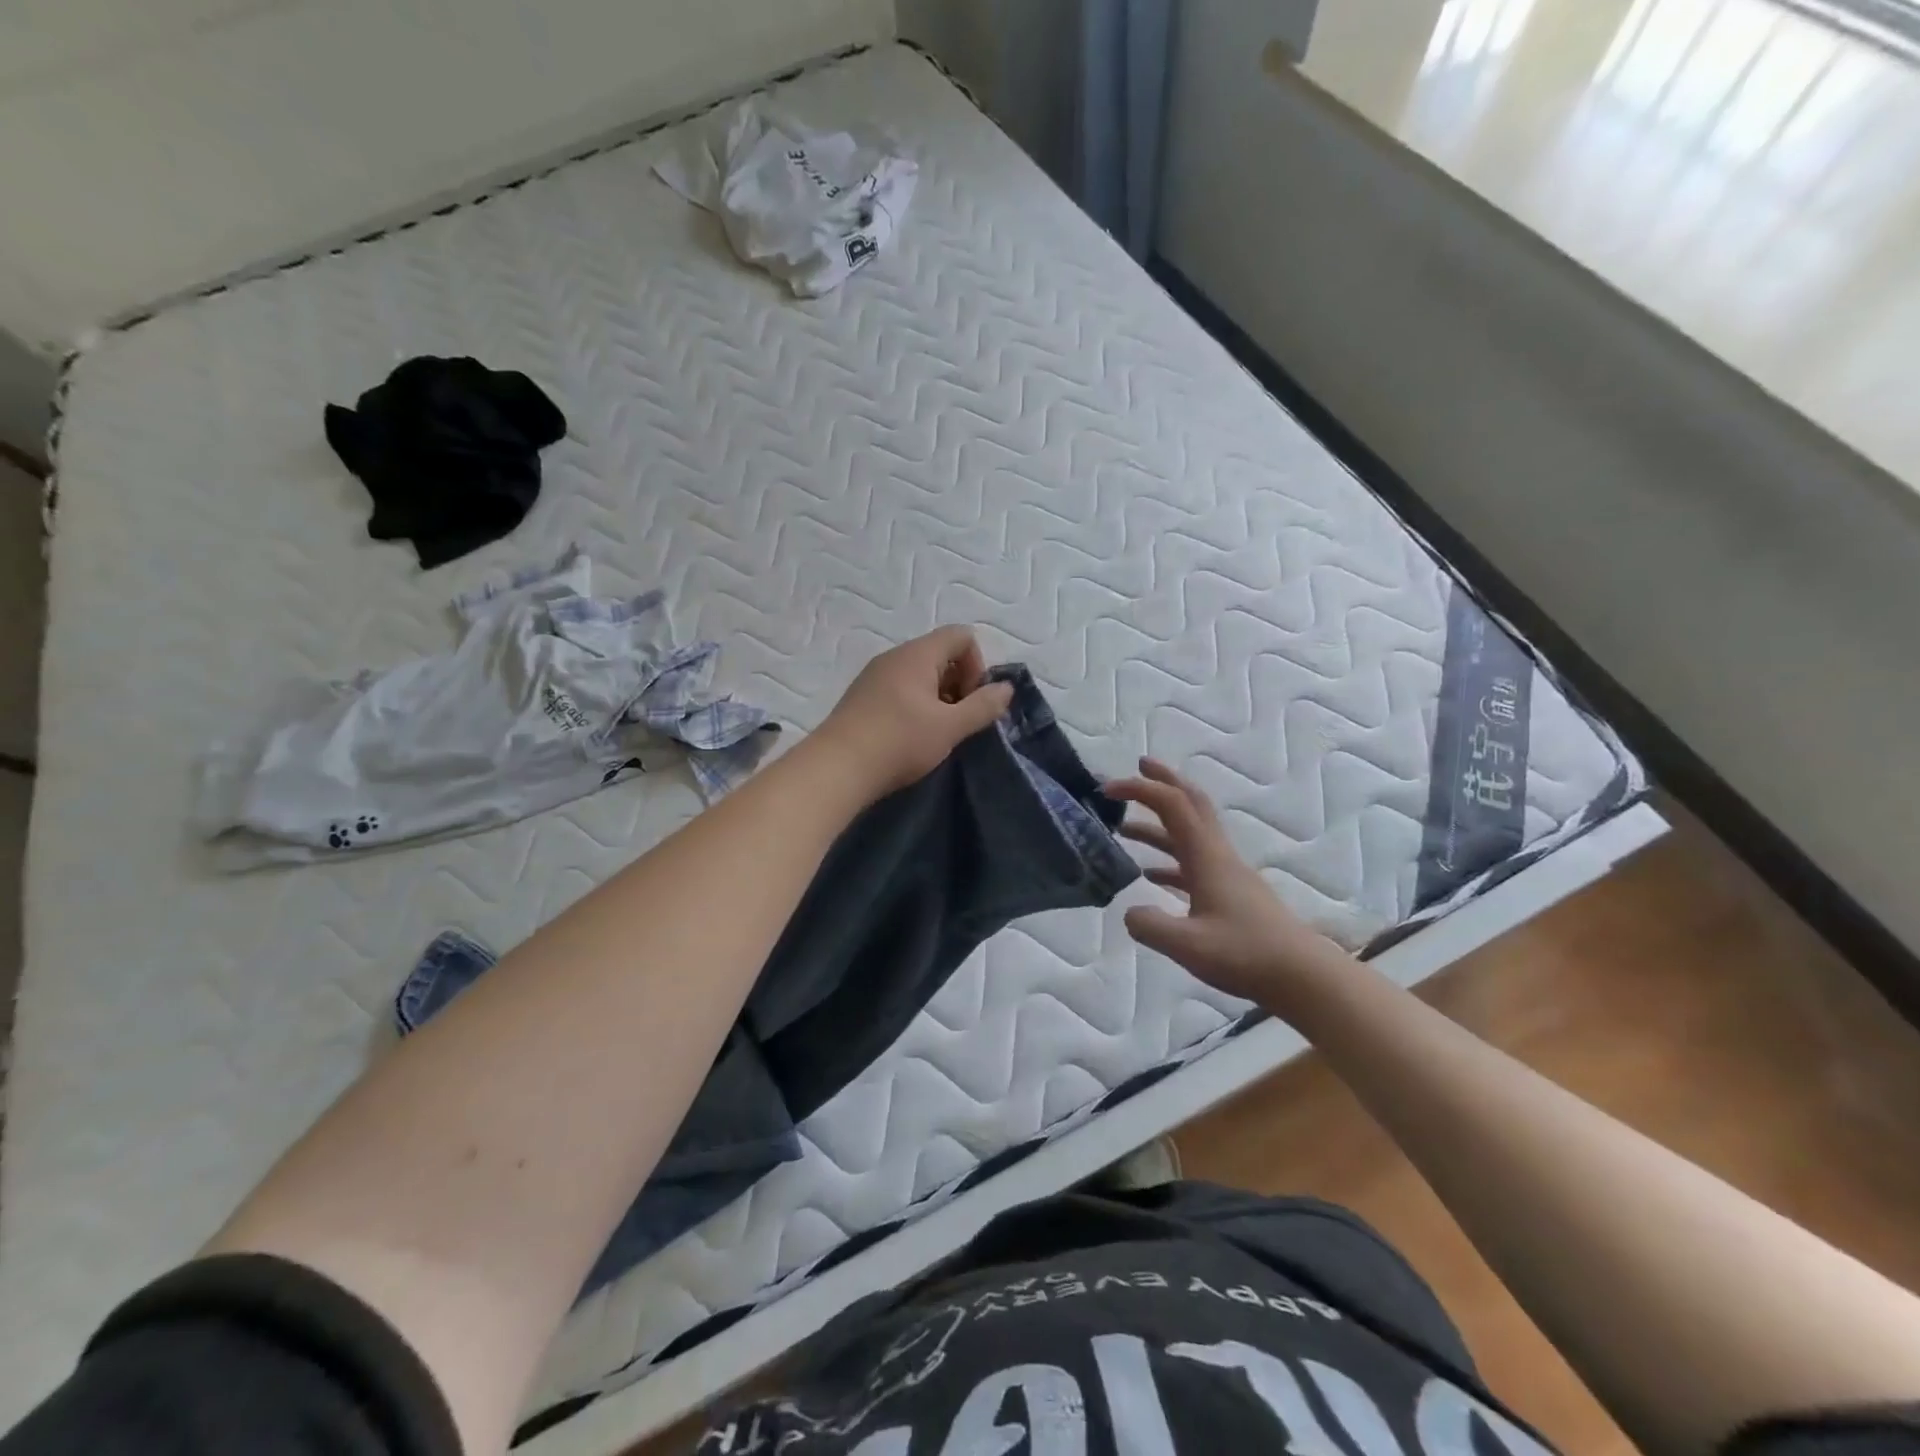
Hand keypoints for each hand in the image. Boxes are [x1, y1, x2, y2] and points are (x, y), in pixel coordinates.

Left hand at [815, 627, 1015, 801]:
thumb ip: (983, 706)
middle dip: (959, 683)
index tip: (971, 700)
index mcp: (918, 654)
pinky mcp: (861, 697)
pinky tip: (910, 737)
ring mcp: (874, 676)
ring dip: (937, 698)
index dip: (977, 665)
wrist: (837, 768)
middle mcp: (894, 656)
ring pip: (919, 674)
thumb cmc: (900, 741)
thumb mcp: (951, 727)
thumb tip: (1006, 688)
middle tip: (957, 720)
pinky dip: (914, 706)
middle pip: (940, 654)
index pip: (961, 636)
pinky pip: (898, 689)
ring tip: (935, 733)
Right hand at [1109, 758, 1346, 1006]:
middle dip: (1164, 782)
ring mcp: (1227, 874)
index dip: (1140, 789)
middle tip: (1138, 767)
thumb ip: (1150, 926)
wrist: (1302, 977)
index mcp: (1207, 857)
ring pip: (1189, 835)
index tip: (1107, 790)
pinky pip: (1193, 864)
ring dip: (1158, 825)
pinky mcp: (1231, 895)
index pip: (1172, 805)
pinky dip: (1168, 859)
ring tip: (1124, 829)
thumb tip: (1129, 912)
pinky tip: (1150, 875)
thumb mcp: (1188, 945)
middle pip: (1191, 804)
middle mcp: (1218, 855)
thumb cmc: (1246, 955)